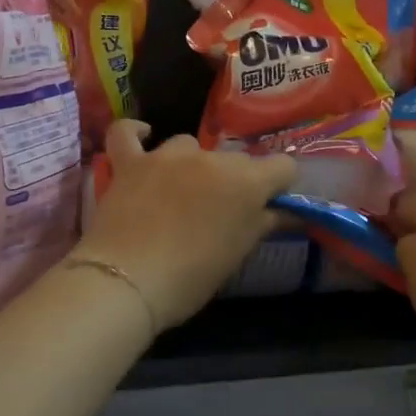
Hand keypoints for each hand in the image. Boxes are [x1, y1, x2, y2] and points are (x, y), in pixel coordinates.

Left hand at [71, 122, 296, 333]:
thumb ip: (265, 223)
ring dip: (192, 165)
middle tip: (222, 213)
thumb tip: (288, 212)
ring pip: (189, 146)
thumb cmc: (192, 277)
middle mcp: (211, 158)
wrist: (128, 282)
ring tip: (182, 193)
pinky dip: (135, 133)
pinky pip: (127, 134)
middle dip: (235, 181)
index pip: (283, 167)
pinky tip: (144, 136)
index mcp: (247, 181)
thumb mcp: (238, 254)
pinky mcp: (130, 163)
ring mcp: (167, 156)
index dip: (280, 186)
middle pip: (236, 160)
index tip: (270, 206)